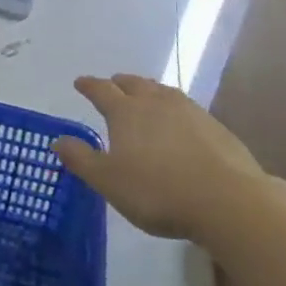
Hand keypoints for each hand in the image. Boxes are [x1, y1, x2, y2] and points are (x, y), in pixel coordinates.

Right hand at [54, 74, 265, 241]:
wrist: (228, 202)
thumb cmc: (158, 191)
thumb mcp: (108, 181)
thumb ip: (81, 159)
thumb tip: (57, 140)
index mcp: (125, 111)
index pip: (101, 90)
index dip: (88, 85)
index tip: (80, 83)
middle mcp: (155, 102)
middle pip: (134, 84)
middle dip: (120, 83)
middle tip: (113, 85)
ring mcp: (189, 111)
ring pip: (162, 92)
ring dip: (149, 91)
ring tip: (145, 98)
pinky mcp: (216, 127)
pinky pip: (187, 108)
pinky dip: (175, 110)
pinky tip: (180, 123)